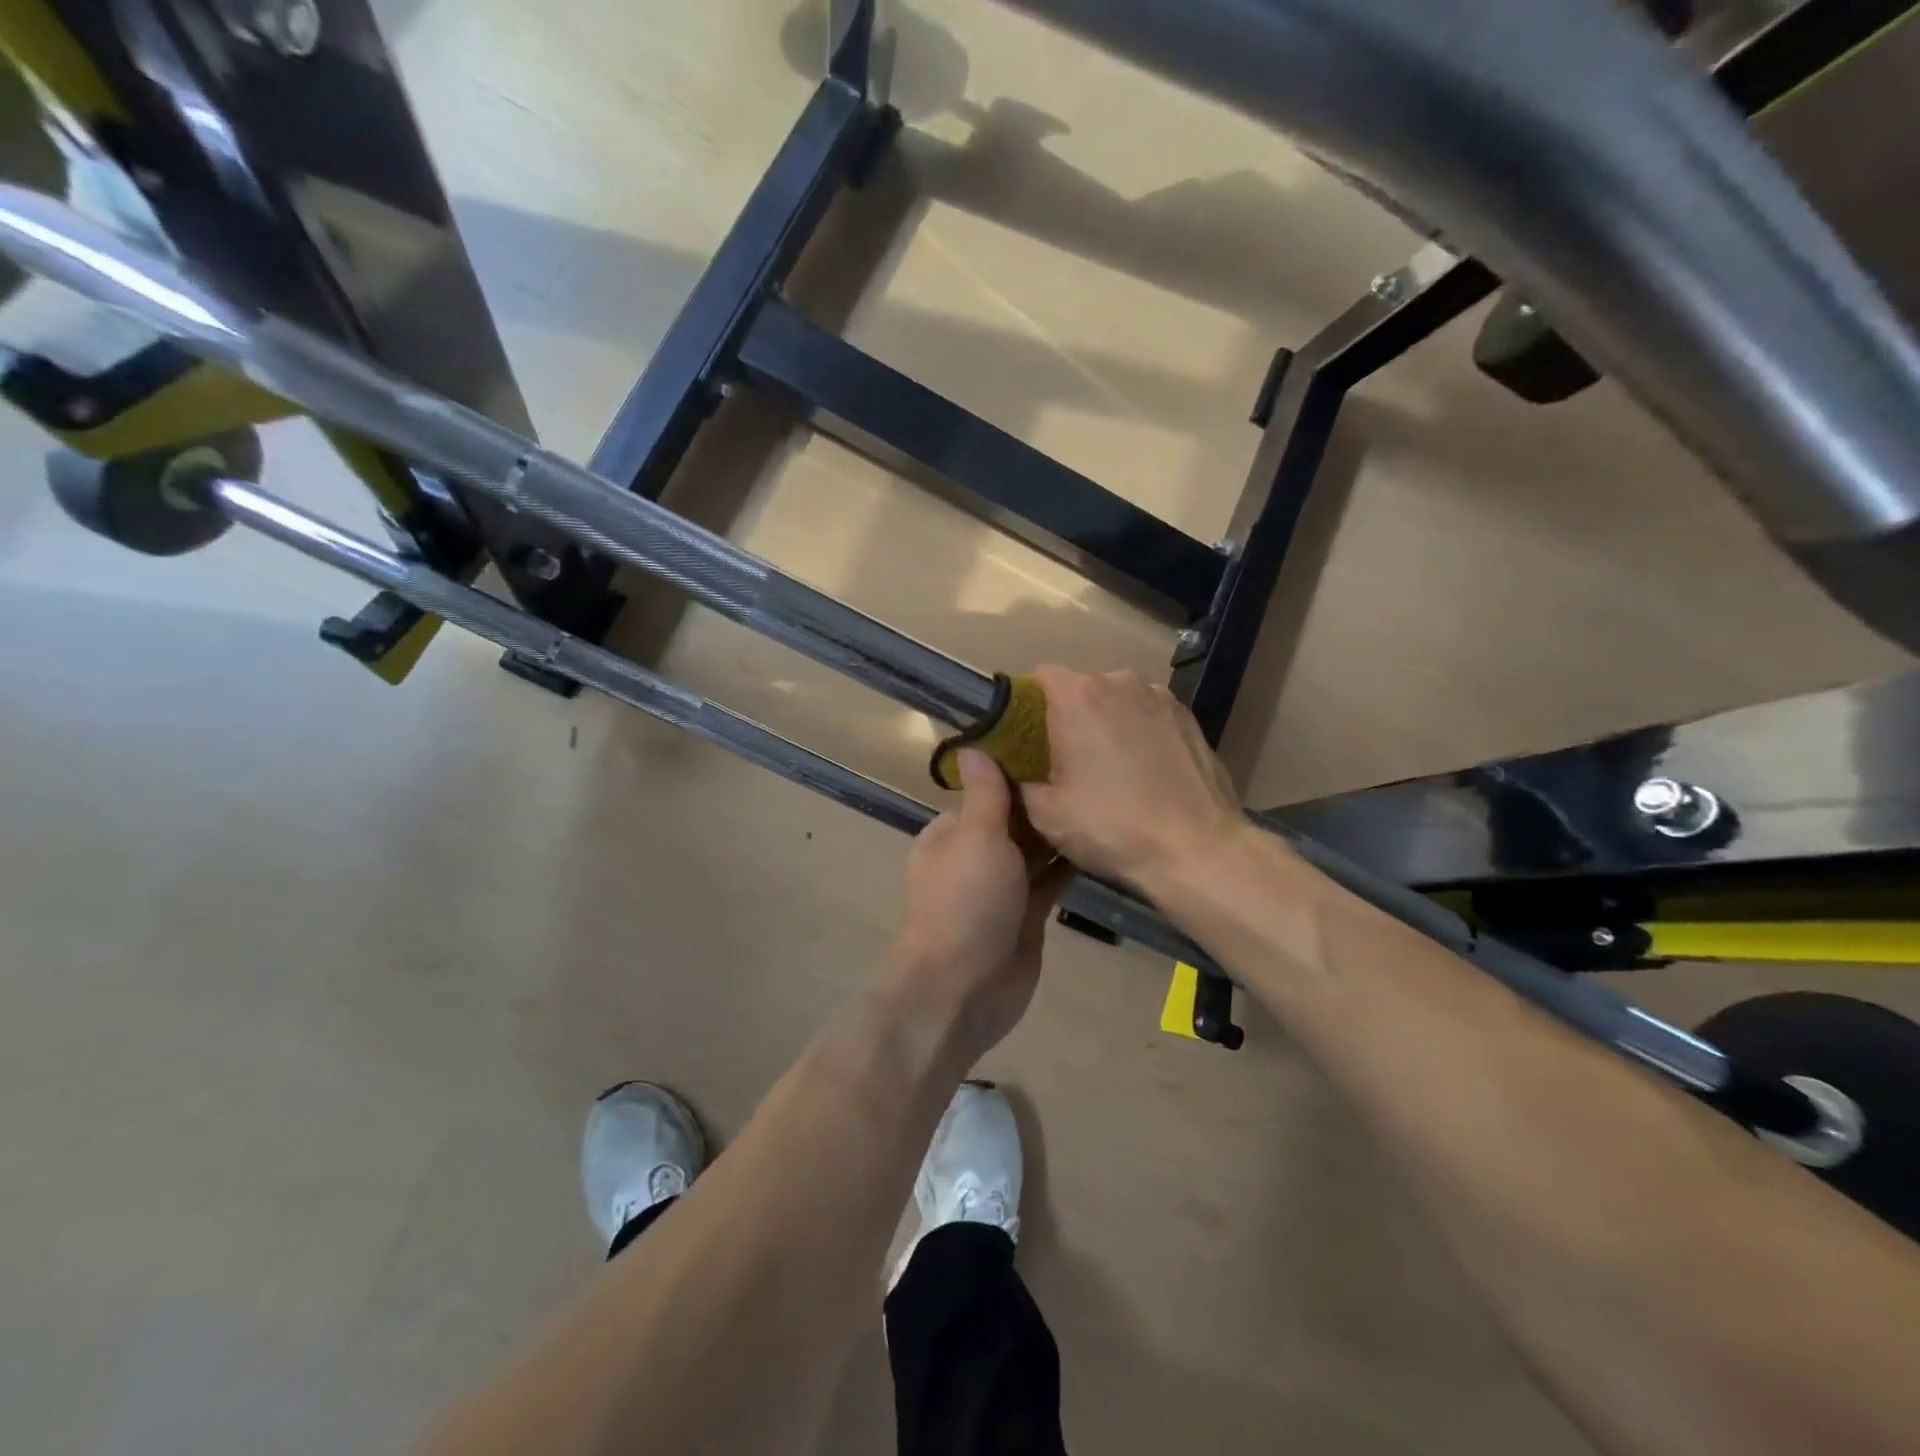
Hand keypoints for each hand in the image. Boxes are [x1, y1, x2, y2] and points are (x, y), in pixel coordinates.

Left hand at [889, 749, 1067, 1061]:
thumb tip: (972, 746)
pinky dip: (1068, 865)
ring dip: (1058, 832)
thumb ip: (984, 795)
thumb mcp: (975, 836)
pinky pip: (1050, 881)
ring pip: (1034, 851)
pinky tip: (1098, 841)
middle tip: (1091, 769)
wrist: (966, 987)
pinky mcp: (1026, 914)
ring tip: (1102, 799)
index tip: (1056, 747)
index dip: (1017, 772)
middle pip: (1013, 820)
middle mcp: (974, 856)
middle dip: (1043, 802)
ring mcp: (1001, 888)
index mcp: (951, 833)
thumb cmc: (966, 901)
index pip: (986, 792)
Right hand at [1021, 666, 1246, 892]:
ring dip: (1106, 724)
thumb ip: (1018, 779)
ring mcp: (1160, 696)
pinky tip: (1144, 772)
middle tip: (1064, 762)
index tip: (1025, 739)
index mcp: (1078, 696)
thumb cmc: (1112, 827)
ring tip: (1109, 769)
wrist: (1198, 849)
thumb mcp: (1046, 814)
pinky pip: (1148, 716)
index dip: (1027, 705)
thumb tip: (1012, 768)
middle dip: (1068, 718)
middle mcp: (1119, 681)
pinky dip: (1138, 733)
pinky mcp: (1190, 717)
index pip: (1039, 677)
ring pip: (1117, 702)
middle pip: (1080, 689)